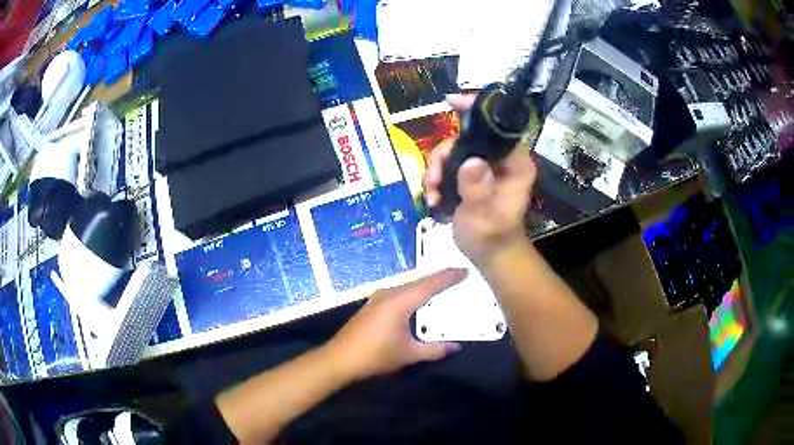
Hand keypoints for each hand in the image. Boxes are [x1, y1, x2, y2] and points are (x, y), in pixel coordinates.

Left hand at [326, 269, 465, 380]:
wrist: (340, 359)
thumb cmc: (376, 355)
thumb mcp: (409, 354)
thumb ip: (434, 350)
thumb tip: (456, 347)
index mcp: (399, 301)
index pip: (429, 284)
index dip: (448, 277)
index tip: (464, 270)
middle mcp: (389, 294)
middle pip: (418, 282)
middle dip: (438, 279)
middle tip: (457, 276)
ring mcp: (378, 298)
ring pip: (407, 286)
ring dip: (424, 286)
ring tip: (442, 286)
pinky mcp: (372, 305)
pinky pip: (398, 292)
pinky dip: (413, 293)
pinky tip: (418, 299)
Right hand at [424, 94, 536, 265]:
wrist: (488, 254)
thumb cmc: (492, 236)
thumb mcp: (484, 215)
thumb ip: (477, 188)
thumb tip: (470, 162)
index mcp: (515, 162)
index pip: (499, 126)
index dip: (477, 110)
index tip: (452, 102)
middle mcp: (501, 159)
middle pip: (468, 138)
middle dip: (444, 155)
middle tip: (433, 180)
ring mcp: (486, 166)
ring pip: (454, 151)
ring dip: (437, 170)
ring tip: (432, 194)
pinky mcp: (473, 174)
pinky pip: (450, 164)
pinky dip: (438, 178)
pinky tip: (434, 197)